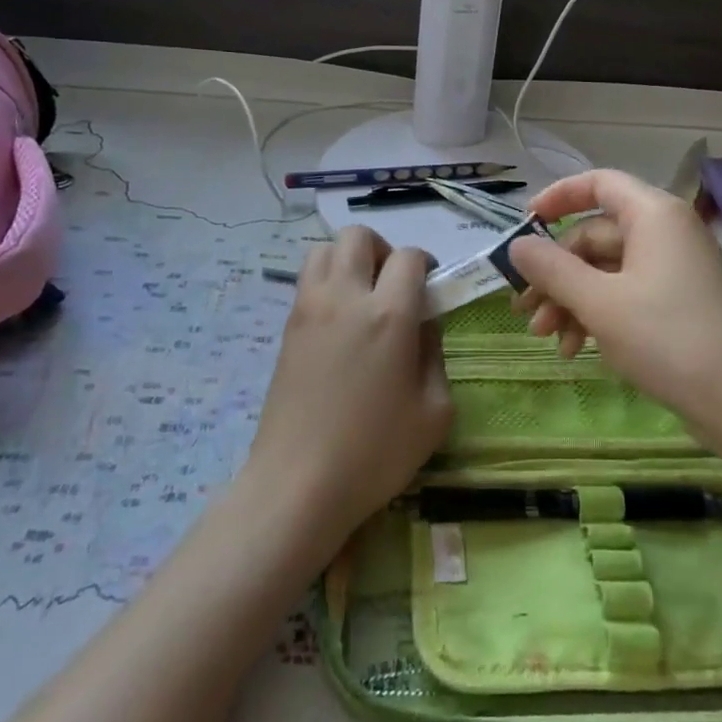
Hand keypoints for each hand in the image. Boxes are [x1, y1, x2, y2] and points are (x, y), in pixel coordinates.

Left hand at [246, 226, 452, 553]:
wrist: (297, 485)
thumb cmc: (375, 453)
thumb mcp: (433, 411)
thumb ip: (435, 355)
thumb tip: (423, 326)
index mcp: (389, 315)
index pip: (410, 256)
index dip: (426, 266)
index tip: (431, 292)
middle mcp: (345, 298)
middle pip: (358, 236)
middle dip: (384, 250)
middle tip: (394, 288)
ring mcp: (308, 310)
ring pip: (324, 249)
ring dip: (349, 260)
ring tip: (363, 298)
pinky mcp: (287, 329)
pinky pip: (307, 280)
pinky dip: (327, 283)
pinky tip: (340, 325)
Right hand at [509, 169, 721, 433]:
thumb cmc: (668, 340)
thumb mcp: (599, 303)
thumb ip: (552, 269)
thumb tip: (517, 246)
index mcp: (654, 215)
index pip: (598, 183)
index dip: (558, 197)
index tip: (525, 225)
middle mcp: (666, 232)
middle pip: (595, 235)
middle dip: (556, 273)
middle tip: (526, 311)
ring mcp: (674, 269)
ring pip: (606, 270)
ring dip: (571, 300)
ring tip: (547, 339)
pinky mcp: (679, 302)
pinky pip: (626, 293)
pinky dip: (598, 314)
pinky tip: (577, 349)